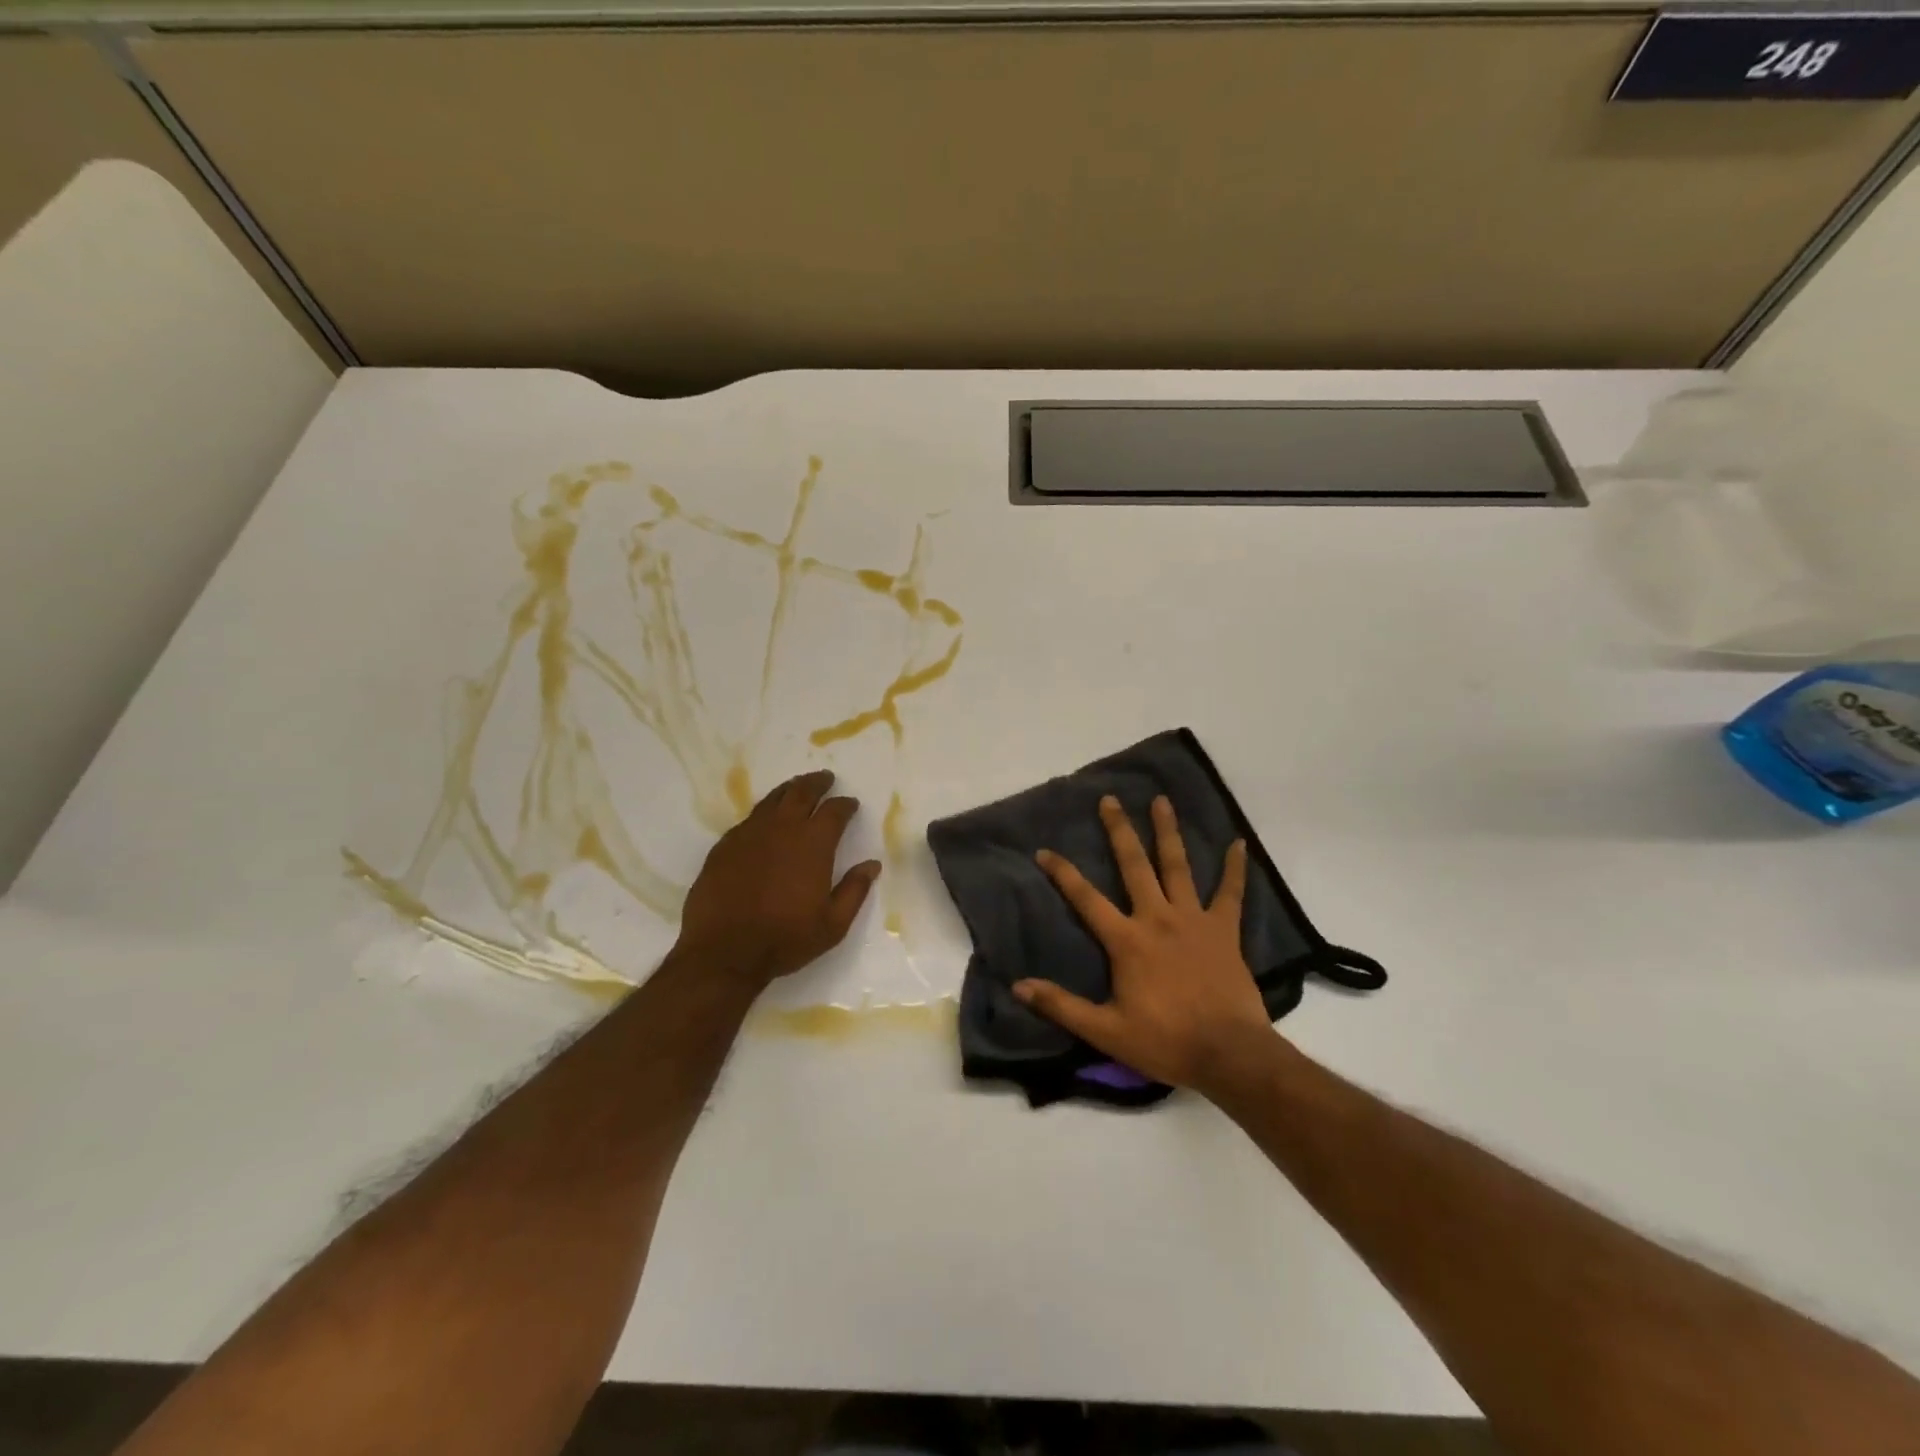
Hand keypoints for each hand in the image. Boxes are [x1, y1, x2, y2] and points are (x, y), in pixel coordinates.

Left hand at [675, 770, 880, 988]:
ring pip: (773, 800)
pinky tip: (766, 819)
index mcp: (813, 844)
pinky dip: (764, 812)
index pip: (834, 812)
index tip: (850, 804)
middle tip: (825, 778)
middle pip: (802, 793)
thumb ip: (855, 890)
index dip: (845, 805)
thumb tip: (872, 865)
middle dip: (817, 783)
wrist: (723, 952)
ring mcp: (749, 834)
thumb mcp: (832, 924)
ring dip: (789, 790)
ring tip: (797, 787)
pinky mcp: (725, 846)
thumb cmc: (784, 939)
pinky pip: (749, 819)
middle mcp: (782, 829)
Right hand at [1016, 795, 1277, 1095]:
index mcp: (1127, 941)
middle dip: (1119, 831)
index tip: (1044, 850)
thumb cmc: (1165, 1042)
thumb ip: (1061, 1005)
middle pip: (1135, 866)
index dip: (1063, 873)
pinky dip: (1234, 868)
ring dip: (1167, 832)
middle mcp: (1158, 918)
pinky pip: (1230, 893)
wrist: (1229, 1054)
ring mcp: (1194, 920)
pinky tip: (1239, 843)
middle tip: (1110, 799)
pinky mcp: (1225, 931)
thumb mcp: (1105, 1031)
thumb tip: (1018, 986)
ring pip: (1178, 867)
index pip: (1086, 899)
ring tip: (1161, 801)